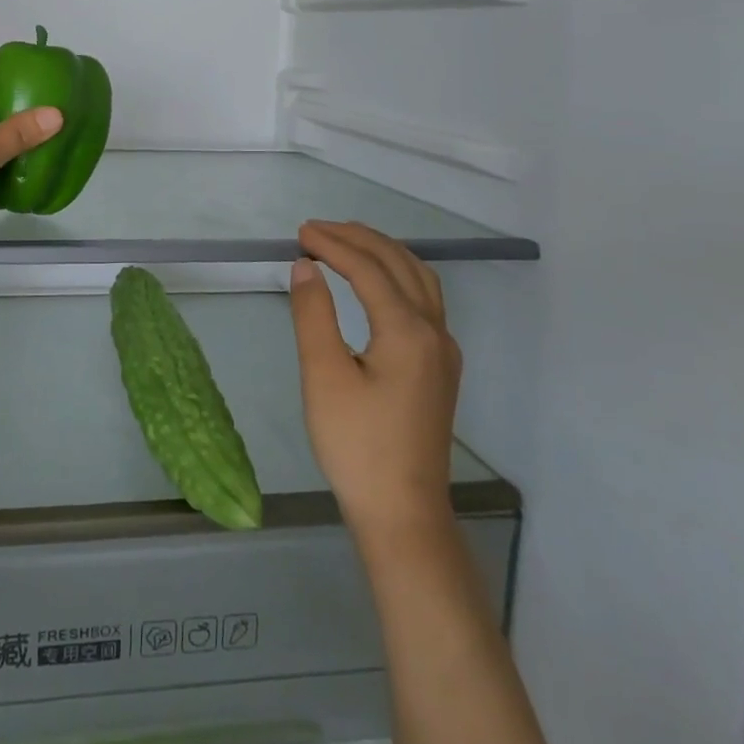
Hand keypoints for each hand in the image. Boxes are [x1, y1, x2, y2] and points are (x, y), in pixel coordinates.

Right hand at [290, 221, 461, 554]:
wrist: (403, 513)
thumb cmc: (356, 445)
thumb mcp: (323, 376)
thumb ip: (313, 315)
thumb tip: (306, 267)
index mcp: (407, 331)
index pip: (368, 269)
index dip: (333, 245)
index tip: (299, 233)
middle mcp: (434, 332)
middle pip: (399, 264)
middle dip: (358, 239)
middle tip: (317, 230)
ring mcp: (444, 350)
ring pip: (419, 279)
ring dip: (383, 252)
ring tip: (346, 242)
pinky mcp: (441, 367)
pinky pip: (424, 299)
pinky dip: (397, 275)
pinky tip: (377, 284)